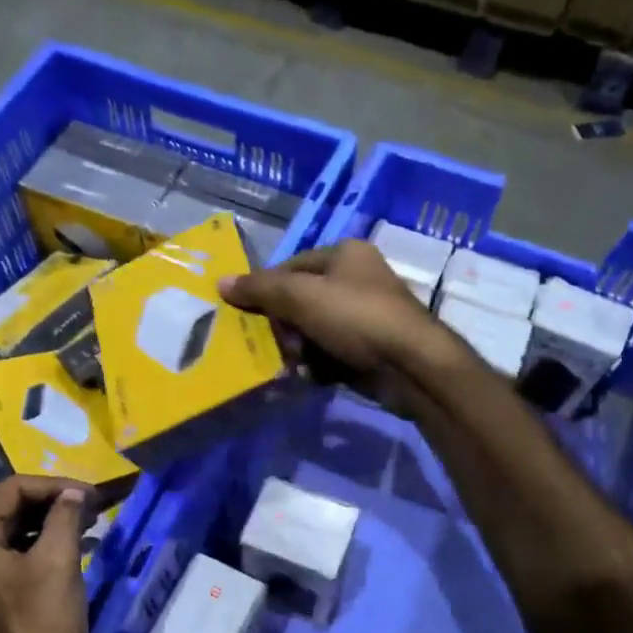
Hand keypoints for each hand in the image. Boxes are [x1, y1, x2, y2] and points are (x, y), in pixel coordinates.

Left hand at [0, 475, 90, 632]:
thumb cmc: (42, 621)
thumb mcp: (58, 561)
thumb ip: (65, 516)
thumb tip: (76, 492)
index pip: (15, 488)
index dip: (55, 486)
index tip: (91, 495)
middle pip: (16, 503)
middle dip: (56, 500)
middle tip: (95, 504)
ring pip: (22, 524)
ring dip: (56, 519)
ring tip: (93, 519)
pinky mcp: (0, 582)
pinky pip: (24, 547)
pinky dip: (51, 540)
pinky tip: (81, 542)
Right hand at [220, 240, 448, 385]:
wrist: (411, 365)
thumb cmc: (355, 318)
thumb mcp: (301, 297)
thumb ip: (260, 289)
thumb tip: (220, 281)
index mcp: (345, 254)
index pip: (290, 266)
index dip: (266, 289)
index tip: (246, 315)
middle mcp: (356, 279)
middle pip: (300, 300)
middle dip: (283, 326)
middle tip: (272, 346)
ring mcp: (365, 315)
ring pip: (313, 330)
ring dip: (297, 350)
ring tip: (290, 366)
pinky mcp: (369, 348)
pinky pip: (330, 352)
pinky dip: (317, 365)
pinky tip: (309, 378)